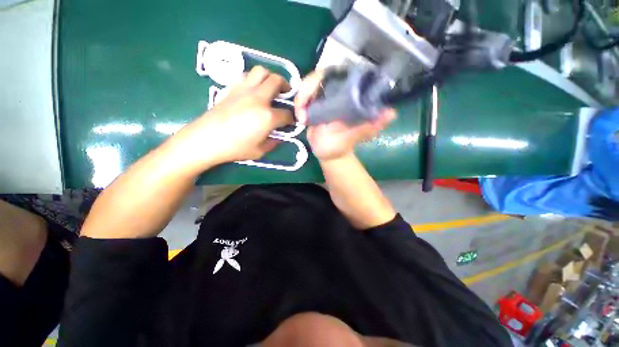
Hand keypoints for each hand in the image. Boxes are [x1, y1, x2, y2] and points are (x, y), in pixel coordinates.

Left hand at [175, 66, 293, 168]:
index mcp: (268, 117)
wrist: (206, 139)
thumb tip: (279, 136)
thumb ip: (273, 142)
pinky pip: (246, 76)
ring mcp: (244, 91)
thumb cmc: (235, 148)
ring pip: (261, 71)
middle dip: (286, 86)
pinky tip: (254, 90)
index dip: (291, 118)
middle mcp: (258, 99)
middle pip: (277, 81)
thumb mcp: (260, 151)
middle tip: (286, 94)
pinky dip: (254, 80)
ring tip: (271, 87)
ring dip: (270, 77)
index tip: (290, 122)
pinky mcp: (232, 89)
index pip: (286, 114)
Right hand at [294, 70, 395, 161]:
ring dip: (301, 98)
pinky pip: (302, 98)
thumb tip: (391, 113)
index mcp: (348, 96)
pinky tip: (300, 118)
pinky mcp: (312, 105)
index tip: (316, 89)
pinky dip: (298, 105)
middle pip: (319, 76)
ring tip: (302, 117)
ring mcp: (322, 98)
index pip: (339, 73)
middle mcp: (335, 93)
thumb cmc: (343, 145)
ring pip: (308, 85)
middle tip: (302, 108)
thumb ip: (371, 126)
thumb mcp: (357, 136)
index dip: (326, 75)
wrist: (328, 153)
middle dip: (307, 88)